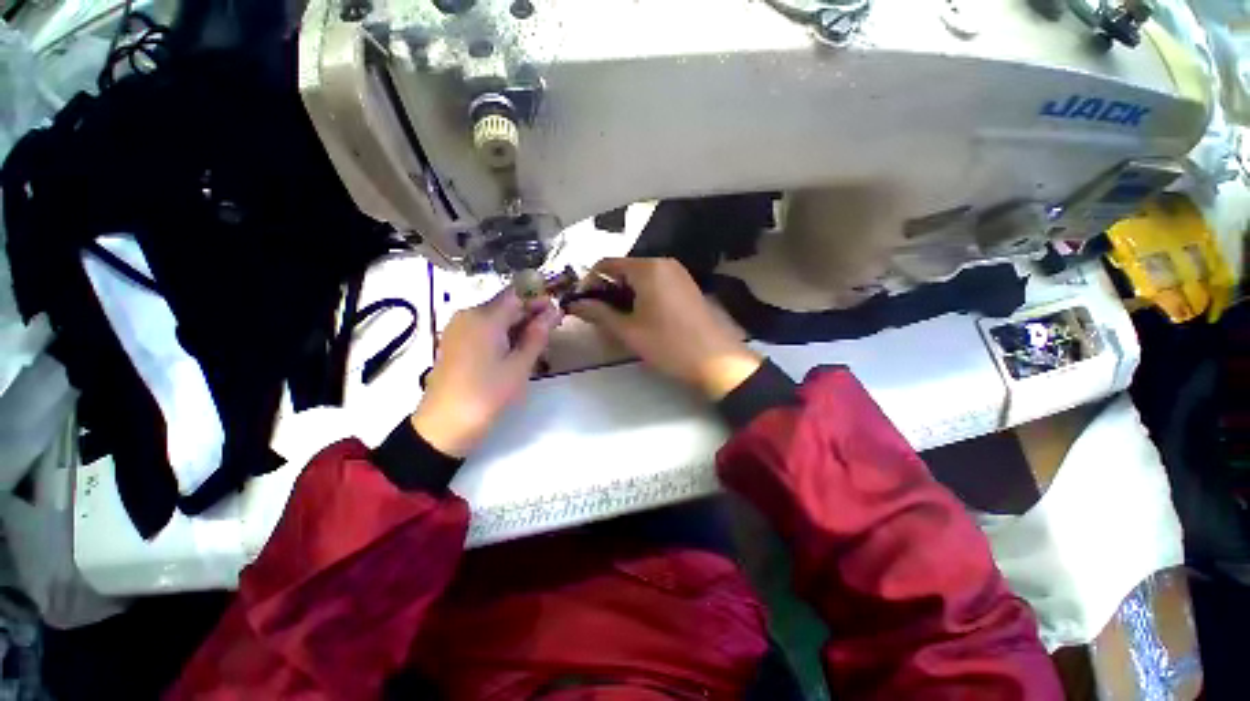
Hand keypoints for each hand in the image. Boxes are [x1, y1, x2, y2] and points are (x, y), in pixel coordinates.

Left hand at [412, 290, 560, 456]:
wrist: (444, 426)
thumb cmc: (487, 394)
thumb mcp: (520, 365)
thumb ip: (538, 335)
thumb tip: (554, 310)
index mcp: (484, 317)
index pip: (517, 295)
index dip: (539, 300)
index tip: (558, 312)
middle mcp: (468, 316)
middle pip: (505, 305)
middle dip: (530, 314)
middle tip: (552, 330)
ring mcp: (458, 329)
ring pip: (495, 318)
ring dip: (517, 326)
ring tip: (537, 344)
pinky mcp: (454, 343)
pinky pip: (483, 330)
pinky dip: (502, 335)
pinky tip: (515, 351)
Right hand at [568, 258, 761, 399]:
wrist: (716, 361)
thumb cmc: (669, 345)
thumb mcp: (629, 331)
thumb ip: (599, 313)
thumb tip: (575, 304)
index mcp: (648, 268)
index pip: (606, 264)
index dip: (590, 282)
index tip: (583, 303)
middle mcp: (664, 262)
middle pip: (624, 269)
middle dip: (608, 289)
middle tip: (600, 315)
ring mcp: (679, 273)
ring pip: (640, 277)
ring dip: (625, 294)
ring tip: (619, 319)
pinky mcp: (687, 285)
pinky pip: (656, 283)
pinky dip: (642, 295)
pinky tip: (642, 316)